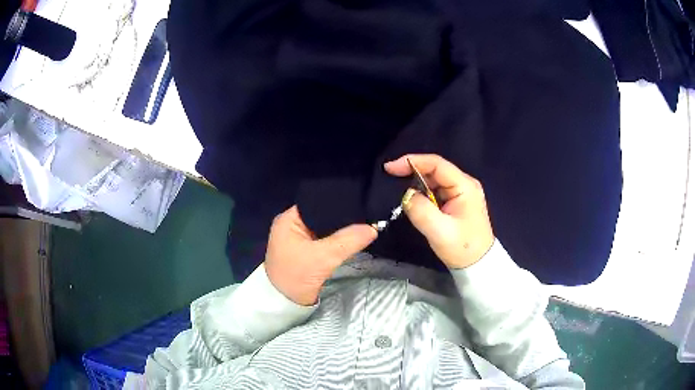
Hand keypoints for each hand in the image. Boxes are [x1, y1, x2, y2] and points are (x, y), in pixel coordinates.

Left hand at [264, 206, 377, 305]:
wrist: (284, 304)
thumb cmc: (296, 276)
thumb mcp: (323, 257)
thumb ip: (348, 240)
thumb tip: (373, 227)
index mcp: (289, 219)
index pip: (317, 202)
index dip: (338, 202)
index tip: (361, 203)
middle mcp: (292, 224)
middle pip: (322, 214)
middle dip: (342, 217)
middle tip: (367, 214)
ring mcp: (299, 238)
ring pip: (325, 228)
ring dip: (340, 229)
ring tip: (364, 223)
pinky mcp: (305, 250)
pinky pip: (325, 239)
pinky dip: (337, 239)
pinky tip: (353, 236)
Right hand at [384, 154, 494, 268]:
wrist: (478, 265)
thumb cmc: (462, 248)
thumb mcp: (439, 232)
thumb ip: (421, 211)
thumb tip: (406, 195)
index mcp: (464, 186)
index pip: (436, 164)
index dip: (412, 162)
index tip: (390, 168)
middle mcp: (464, 184)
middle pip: (435, 169)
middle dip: (412, 172)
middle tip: (391, 178)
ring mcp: (461, 193)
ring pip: (435, 180)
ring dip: (417, 184)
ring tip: (402, 193)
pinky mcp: (457, 202)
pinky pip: (437, 191)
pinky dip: (423, 194)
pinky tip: (415, 201)